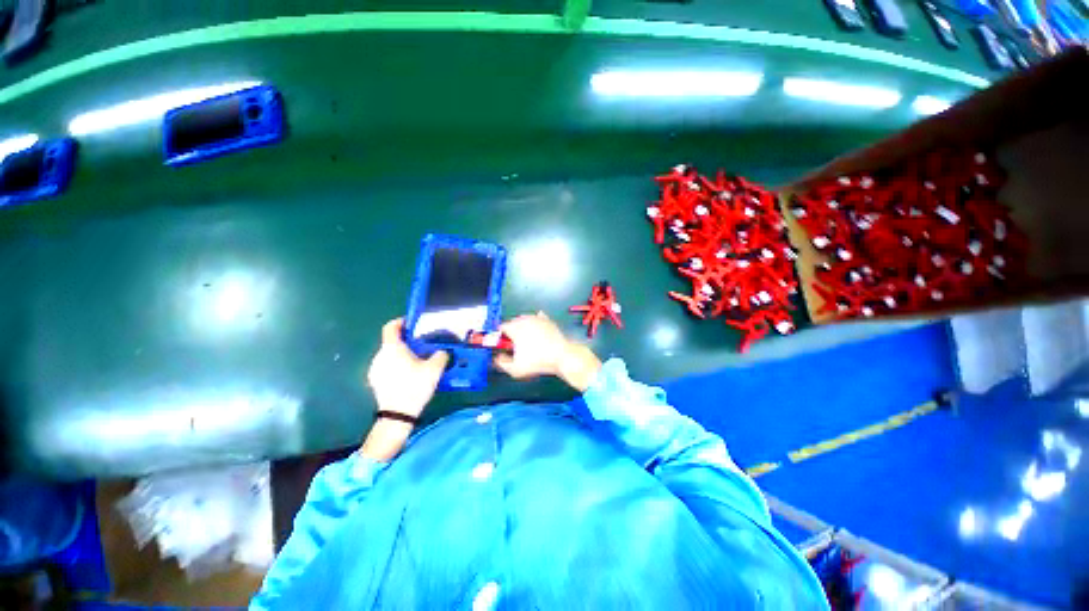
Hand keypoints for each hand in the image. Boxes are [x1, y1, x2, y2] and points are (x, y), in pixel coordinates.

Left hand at [366, 318, 448, 418]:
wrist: (397, 415)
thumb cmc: (415, 386)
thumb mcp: (435, 369)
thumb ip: (440, 355)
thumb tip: (442, 352)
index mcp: (392, 348)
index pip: (391, 327)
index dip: (401, 322)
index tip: (411, 323)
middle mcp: (380, 355)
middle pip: (392, 342)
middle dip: (406, 342)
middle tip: (422, 347)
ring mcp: (374, 369)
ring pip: (389, 355)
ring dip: (401, 355)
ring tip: (417, 363)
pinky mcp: (374, 381)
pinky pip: (386, 367)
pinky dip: (396, 366)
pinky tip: (408, 376)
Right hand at [494, 312, 601, 391]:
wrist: (562, 356)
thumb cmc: (537, 362)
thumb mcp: (515, 369)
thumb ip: (502, 363)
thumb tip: (498, 357)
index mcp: (514, 328)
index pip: (501, 328)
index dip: (500, 337)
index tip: (504, 346)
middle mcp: (525, 319)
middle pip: (513, 322)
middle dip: (512, 332)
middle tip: (515, 345)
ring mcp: (537, 318)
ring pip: (525, 320)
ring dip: (523, 328)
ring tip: (528, 341)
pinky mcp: (548, 320)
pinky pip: (538, 319)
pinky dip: (535, 324)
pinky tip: (537, 332)